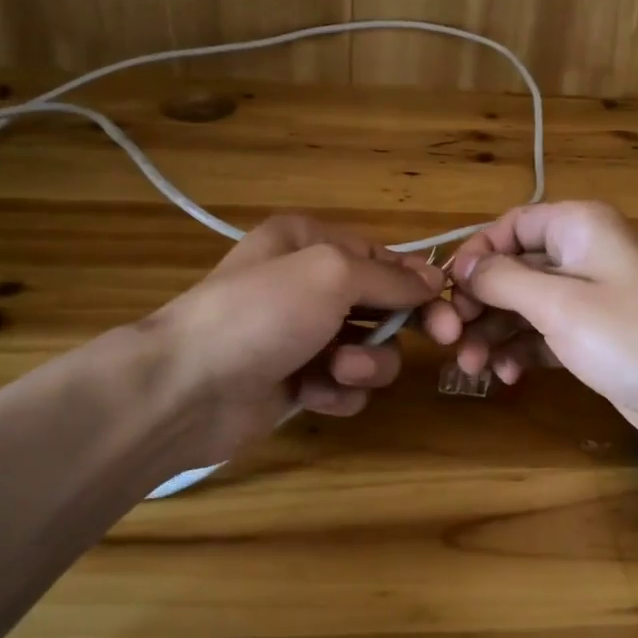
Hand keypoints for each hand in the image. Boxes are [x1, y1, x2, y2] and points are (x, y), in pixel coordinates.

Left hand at [104, 216, 443, 479]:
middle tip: (443, 340)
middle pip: (382, 303)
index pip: (383, 257)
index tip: (452, 309)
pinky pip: (344, 384)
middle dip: (402, 325)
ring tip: (337, 371)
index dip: (419, 282)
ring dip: (365, 363)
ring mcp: (301, 335)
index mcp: (309, 242)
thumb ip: (388, 277)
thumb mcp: (331, 274)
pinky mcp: (297, 382)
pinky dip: (337, 391)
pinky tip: (314, 394)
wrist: (186, 388)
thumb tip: (433, 279)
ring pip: (369, 348)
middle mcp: (307, 284)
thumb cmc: (262, 313)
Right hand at [421, 201, 637, 463]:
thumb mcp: (559, 304)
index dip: (475, 254)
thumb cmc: (632, 336)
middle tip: (451, 340)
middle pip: (514, 268)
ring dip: (495, 332)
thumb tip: (461, 266)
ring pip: (526, 305)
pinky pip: (545, 334)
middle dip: (480, 303)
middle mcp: (583, 254)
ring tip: (471, 367)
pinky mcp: (596, 337)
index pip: (511, 225)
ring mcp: (591, 298)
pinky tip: (507, 376)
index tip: (445, 291)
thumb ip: (503, 280)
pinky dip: (522, 350)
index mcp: (578, 227)